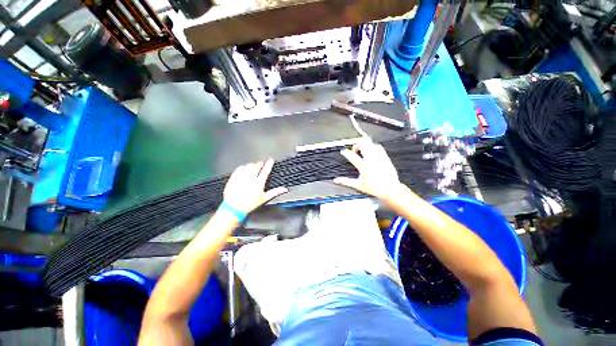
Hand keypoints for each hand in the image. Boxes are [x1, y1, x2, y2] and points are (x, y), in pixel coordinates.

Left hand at [223, 158, 287, 213]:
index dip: (269, 164)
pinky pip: (239, 168)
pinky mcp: (234, 178)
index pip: (265, 170)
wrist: (233, 208)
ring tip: (254, 165)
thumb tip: (284, 189)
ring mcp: (241, 177)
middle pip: (257, 166)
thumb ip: (275, 192)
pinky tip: (244, 168)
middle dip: (261, 163)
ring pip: (248, 166)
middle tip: (263, 163)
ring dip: (253, 164)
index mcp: (259, 183)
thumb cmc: (249, 205)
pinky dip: (243, 167)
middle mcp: (250, 178)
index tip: (271, 160)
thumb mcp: (264, 199)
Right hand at [333, 139, 403, 201]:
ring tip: (362, 149)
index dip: (346, 153)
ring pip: (371, 144)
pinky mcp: (385, 157)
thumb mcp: (358, 185)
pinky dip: (373, 146)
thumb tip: (336, 180)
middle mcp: (372, 161)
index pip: (352, 156)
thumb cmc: (375, 188)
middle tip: (355, 150)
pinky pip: (378, 147)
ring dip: (364, 145)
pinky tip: (371, 151)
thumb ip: (346, 182)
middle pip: (363, 145)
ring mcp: (379, 158)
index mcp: (364, 167)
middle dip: (356, 145)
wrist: (390, 189)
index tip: (343, 152)